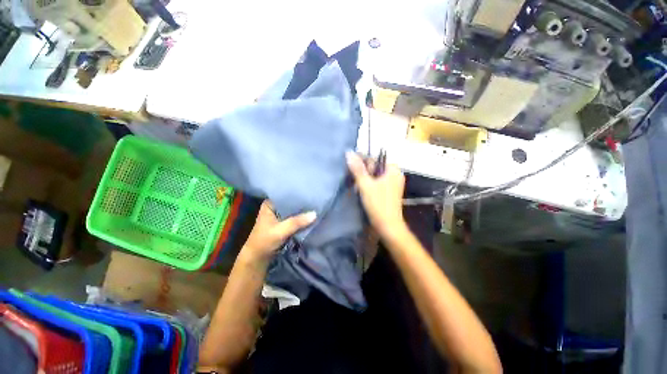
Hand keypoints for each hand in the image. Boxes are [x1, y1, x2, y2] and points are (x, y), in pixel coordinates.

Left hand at [242, 201, 315, 261]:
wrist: (257, 259)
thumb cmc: (264, 242)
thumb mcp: (280, 231)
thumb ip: (297, 222)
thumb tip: (315, 214)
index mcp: (269, 204)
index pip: (286, 195)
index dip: (298, 195)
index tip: (310, 193)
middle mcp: (274, 207)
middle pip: (291, 203)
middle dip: (302, 204)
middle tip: (316, 200)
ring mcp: (279, 216)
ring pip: (294, 211)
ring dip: (303, 212)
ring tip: (316, 206)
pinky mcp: (284, 224)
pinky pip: (295, 218)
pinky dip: (301, 219)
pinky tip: (311, 216)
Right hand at [346, 151, 406, 237]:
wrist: (388, 226)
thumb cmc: (378, 204)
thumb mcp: (365, 185)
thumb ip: (357, 169)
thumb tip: (349, 152)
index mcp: (393, 169)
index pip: (374, 159)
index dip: (362, 163)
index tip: (353, 171)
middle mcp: (395, 174)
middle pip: (375, 167)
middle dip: (363, 173)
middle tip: (355, 182)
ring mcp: (393, 183)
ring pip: (375, 176)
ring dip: (365, 180)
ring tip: (357, 187)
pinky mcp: (390, 191)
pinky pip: (378, 183)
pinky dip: (370, 185)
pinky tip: (362, 191)